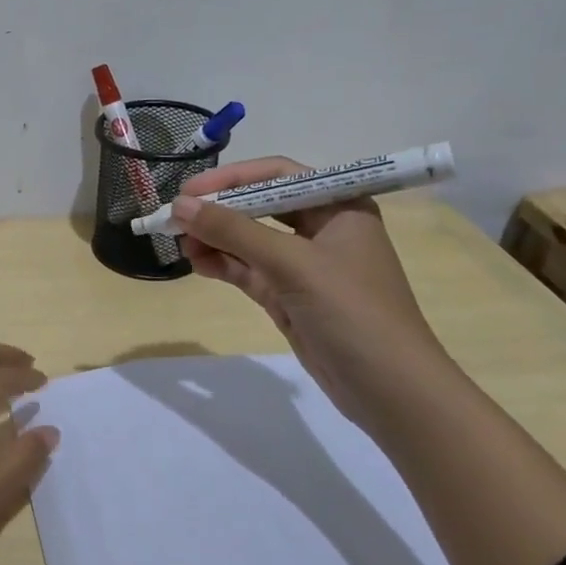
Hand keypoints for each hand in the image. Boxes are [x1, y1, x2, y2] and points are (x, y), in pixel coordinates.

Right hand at [174, 157, 449, 428]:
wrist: (389, 389)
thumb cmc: (351, 311)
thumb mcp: (292, 264)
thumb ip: (234, 231)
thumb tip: (180, 206)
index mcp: (339, 206)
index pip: (278, 175)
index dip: (232, 179)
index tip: (189, 192)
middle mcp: (323, 229)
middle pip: (261, 206)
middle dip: (219, 211)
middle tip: (176, 219)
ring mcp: (305, 266)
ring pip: (250, 241)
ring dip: (216, 239)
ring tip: (181, 244)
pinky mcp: (290, 296)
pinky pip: (249, 271)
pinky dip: (224, 265)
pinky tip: (198, 264)